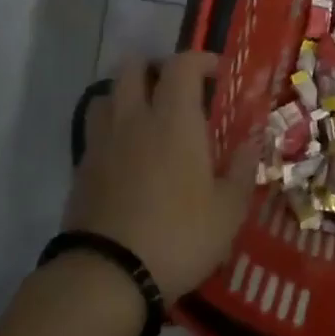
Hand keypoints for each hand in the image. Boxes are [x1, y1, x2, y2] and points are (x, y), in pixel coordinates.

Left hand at [67, 54, 255, 300]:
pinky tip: (128, 157)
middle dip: (156, 67)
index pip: (182, 64)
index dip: (201, 60)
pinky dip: (112, 130)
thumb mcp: (229, 209)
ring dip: (127, 95)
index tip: (217, 74)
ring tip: (147, 118)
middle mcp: (134, 119)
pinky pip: (96, 131)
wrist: (107, 276)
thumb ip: (243, 168)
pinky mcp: (81, 169)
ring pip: (106, 94)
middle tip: (178, 89)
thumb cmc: (179, 236)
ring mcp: (102, 143)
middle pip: (133, 67)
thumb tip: (253, 140)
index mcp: (174, 120)